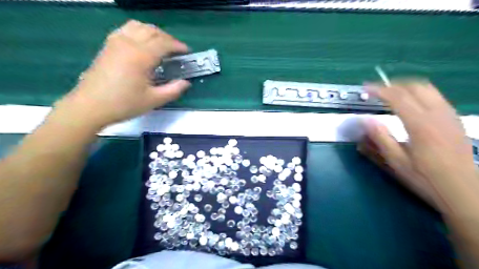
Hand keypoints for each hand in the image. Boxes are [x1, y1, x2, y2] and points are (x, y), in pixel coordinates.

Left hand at [55, 19, 190, 129]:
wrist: (91, 106)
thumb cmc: (124, 104)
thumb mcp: (154, 100)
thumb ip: (173, 90)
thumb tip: (186, 83)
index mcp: (141, 56)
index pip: (164, 43)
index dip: (178, 46)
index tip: (187, 52)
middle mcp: (128, 44)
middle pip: (152, 31)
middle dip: (168, 38)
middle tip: (176, 50)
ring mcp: (116, 42)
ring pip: (138, 26)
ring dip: (153, 32)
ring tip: (161, 45)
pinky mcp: (108, 46)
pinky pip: (126, 29)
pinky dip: (139, 31)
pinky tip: (142, 43)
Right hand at [357, 80, 475, 210]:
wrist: (463, 190)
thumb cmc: (425, 177)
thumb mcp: (396, 160)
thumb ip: (380, 137)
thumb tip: (365, 119)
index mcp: (420, 124)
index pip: (397, 97)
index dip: (379, 90)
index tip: (365, 88)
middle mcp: (437, 114)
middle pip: (414, 87)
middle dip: (393, 85)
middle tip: (377, 91)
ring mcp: (449, 116)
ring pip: (428, 89)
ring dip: (406, 87)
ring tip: (391, 94)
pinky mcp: (454, 120)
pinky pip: (435, 97)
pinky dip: (419, 94)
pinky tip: (411, 104)